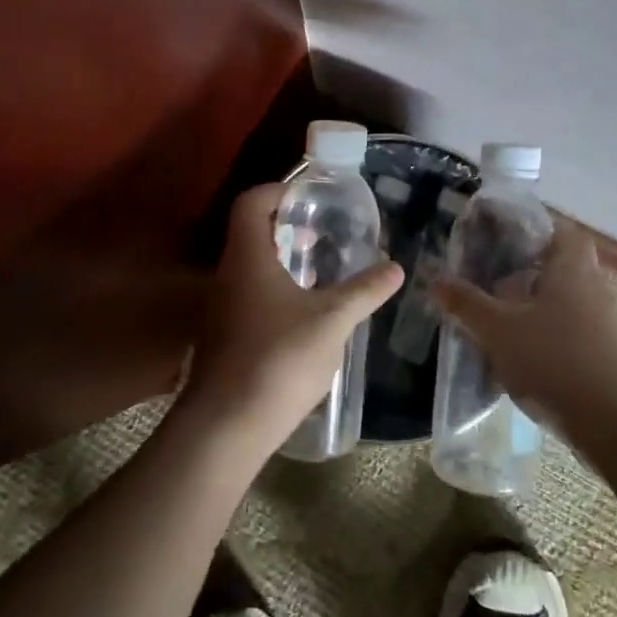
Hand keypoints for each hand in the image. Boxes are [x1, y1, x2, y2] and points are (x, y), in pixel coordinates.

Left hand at [179, 182, 403, 453]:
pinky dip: (275, 290)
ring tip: (319, 269)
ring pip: (250, 267)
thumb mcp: (332, 321)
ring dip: (281, 260)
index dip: (278, 190)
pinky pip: (248, 296)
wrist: (226, 426)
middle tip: (321, 231)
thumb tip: (395, 267)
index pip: (251, 203)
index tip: (309, 197)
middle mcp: (227, 275)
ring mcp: (220, 308)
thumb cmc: (278, 359)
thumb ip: (364, 291)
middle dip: (285, 226)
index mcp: (247, 257)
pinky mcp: (223, 336)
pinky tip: (303, 313)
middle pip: (250, 233)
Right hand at [430, 218, 616, 428]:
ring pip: (562, 304)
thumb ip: (466, 303)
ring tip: (495, 323)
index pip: (560, 230)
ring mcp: (605, 326)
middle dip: (522, 273)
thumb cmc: (557, 361)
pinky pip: (569, 335)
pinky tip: (519, 360)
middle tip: (486, 282)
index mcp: (571, 268)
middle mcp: (593, 289)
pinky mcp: (607, 358)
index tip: (498, 238)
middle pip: (558, 268)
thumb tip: (435, 279)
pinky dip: (545, 339)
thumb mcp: (498, 330)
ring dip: (531, 310)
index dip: (532, 229)